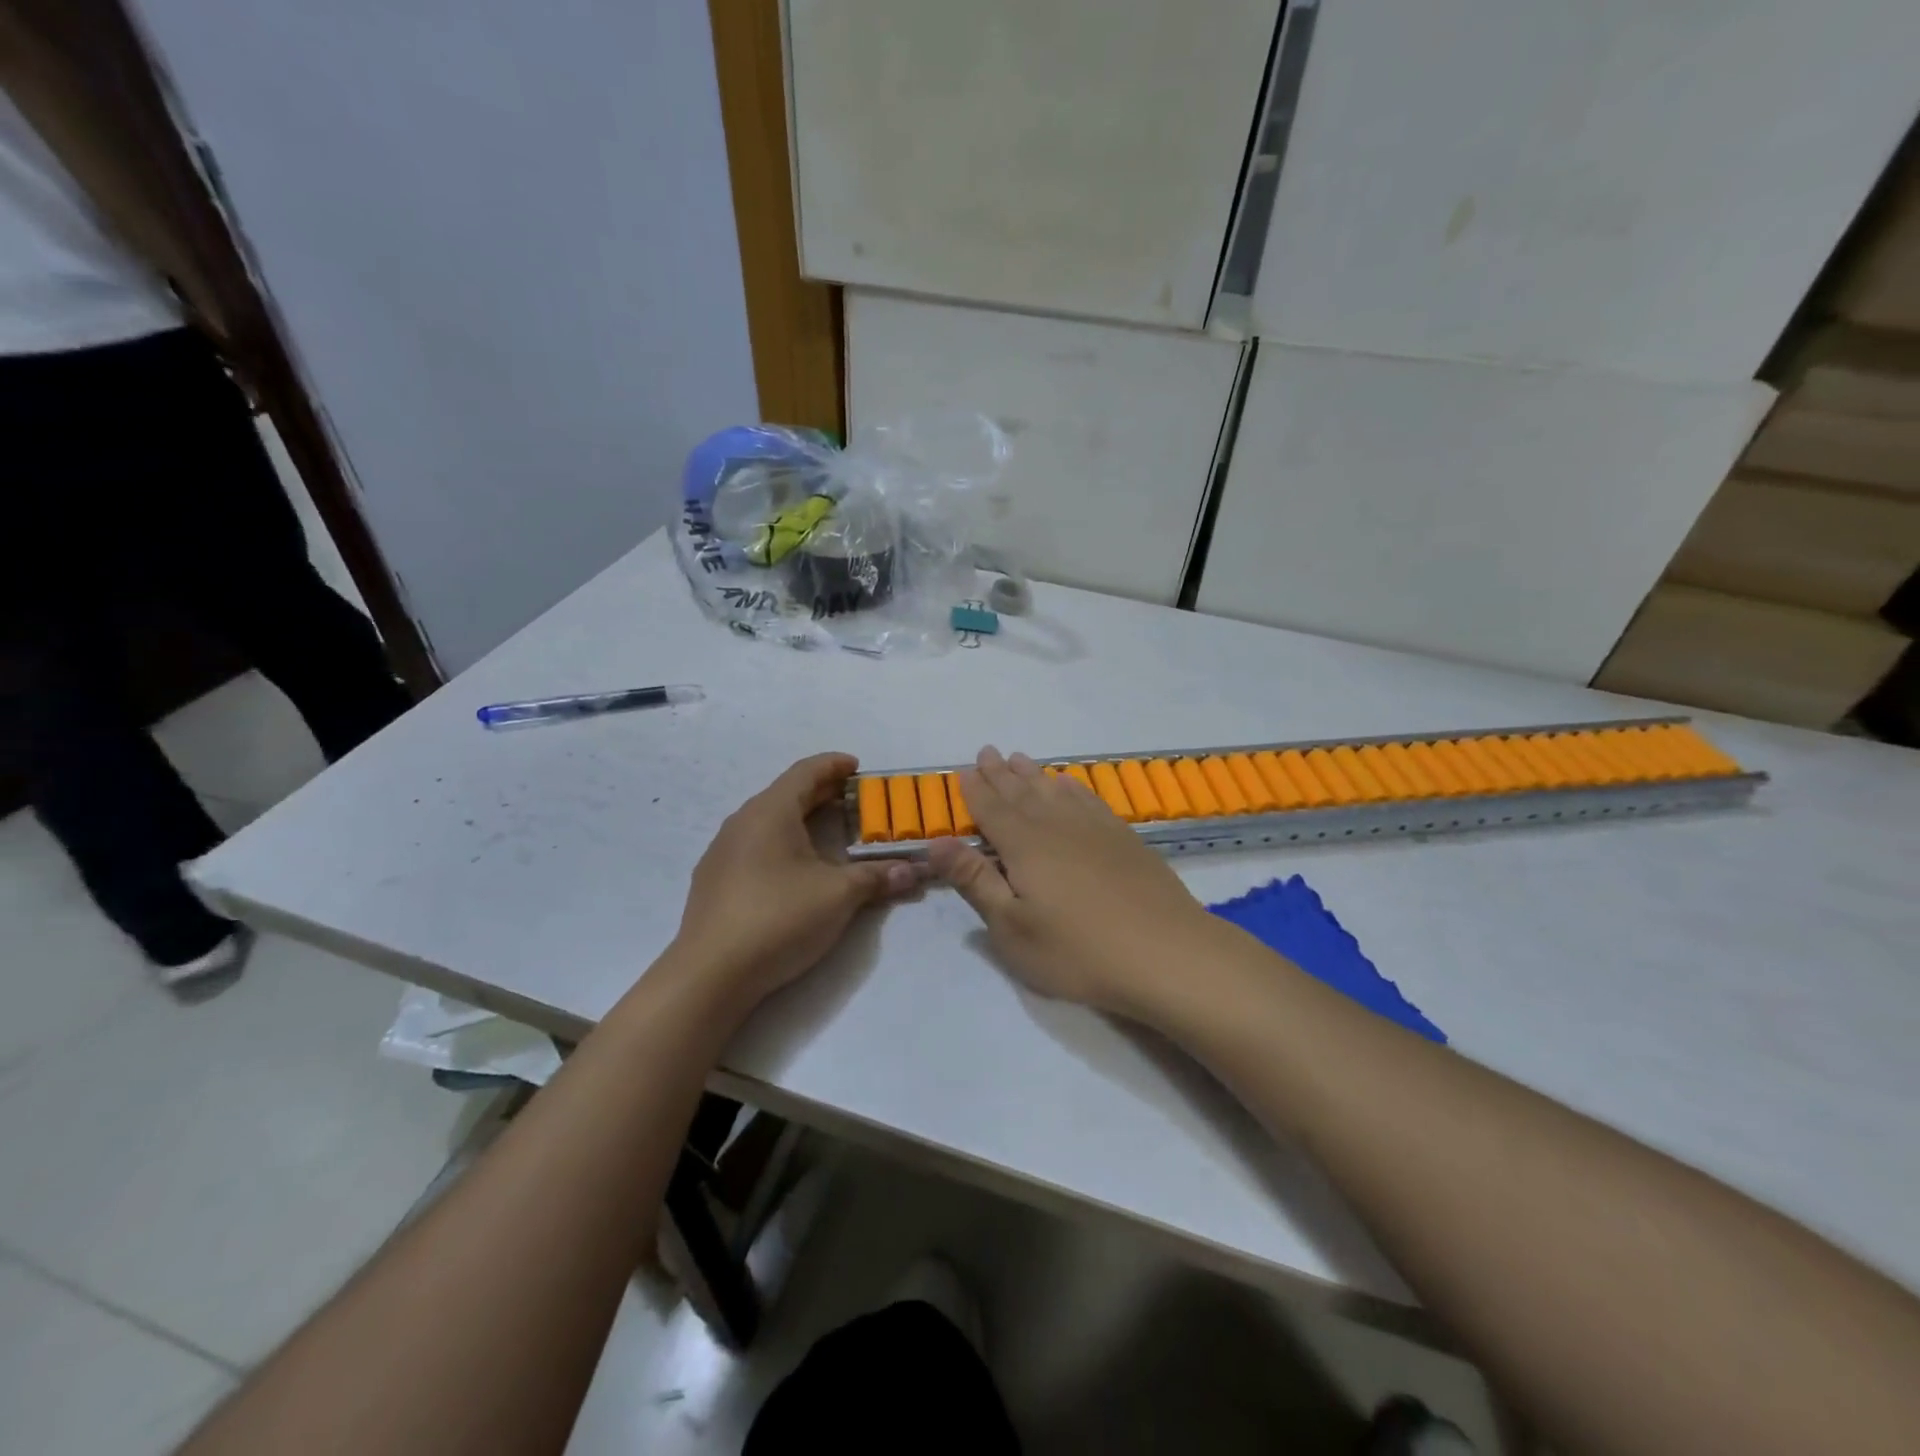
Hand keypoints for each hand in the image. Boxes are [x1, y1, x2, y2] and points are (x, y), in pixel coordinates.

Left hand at [671, 753, 917, 1005]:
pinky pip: (754, 846)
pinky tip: (794, 869)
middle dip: (822, 793)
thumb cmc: (779, 918)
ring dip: (801, 819)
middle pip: (786, 794)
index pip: (805, 772)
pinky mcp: (714, 881)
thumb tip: (913, 871)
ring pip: (768, 821)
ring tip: (829, 834)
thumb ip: (876, 877)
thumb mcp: (839, 895)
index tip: (858, 767)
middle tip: (855, 801)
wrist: (711, 974)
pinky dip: (781, 843)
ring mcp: (722, 852)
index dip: (834, 765)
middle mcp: (742, 822)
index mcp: (770, 812)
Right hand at [927, 747, 1227, 1016]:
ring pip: (1054, 790)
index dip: (975, 790)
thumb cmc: (1077, 950)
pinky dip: (1072, 786)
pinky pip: (1088, 798)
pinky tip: (1069, 784)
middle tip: (987, 752)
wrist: (1166, 952)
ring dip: (1033, 774)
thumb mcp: (1012, 927)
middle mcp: (1057, 825)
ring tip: (1019, 759)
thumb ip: (975, 881)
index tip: (964, 770)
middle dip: (1000, 773)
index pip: (991, 809)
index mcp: (1024, 845)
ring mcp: (1094, 828)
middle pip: (1021, 792)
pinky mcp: (1123, 838)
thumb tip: (936, 842)